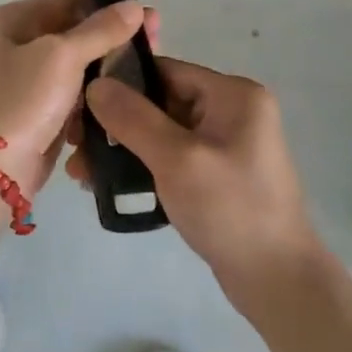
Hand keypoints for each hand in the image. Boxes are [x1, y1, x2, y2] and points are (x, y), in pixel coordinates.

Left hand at [0, 0, 146, 194]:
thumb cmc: (23, 100)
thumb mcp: (63, 56)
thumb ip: (101, 29)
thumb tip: (135, 5)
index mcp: (13, 20)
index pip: (70, 3)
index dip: (110, 10)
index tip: (150, 21)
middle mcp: (17, 44)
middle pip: (76, 34)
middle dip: (113, 43)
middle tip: (154, 48)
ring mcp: (27, 80)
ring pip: (79, 68)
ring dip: (107, 73)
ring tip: (145, 75)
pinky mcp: (40, 111)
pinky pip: (75, 96)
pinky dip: (94, 99)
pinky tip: (123, 100)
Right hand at [80, 60, 325, 312]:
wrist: (277, 280)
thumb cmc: (230, 209)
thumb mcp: (176, 159)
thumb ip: (133, 118)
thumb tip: (96, 84)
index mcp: (233, 94)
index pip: (166, 71)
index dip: (121, 83)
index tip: (78, 104)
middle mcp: (233, 111)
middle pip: (161, 101)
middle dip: (116, 123)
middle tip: (74, 145)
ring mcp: (227, 144)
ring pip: (162, 132)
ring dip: (124, 148)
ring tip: (82, 172)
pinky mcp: (218, 174)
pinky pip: (173, 157)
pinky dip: (144, 166)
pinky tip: (109, 184)